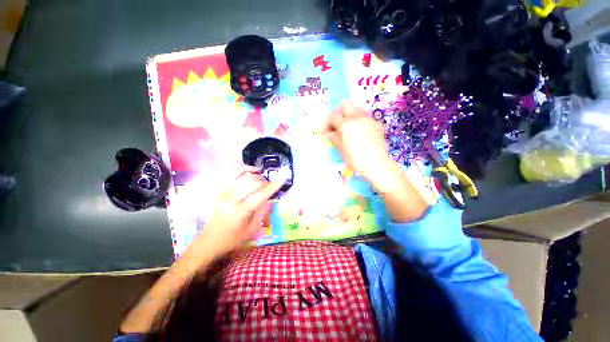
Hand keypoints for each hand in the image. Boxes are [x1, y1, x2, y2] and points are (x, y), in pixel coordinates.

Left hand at [193, 169, 282, 256]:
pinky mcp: (221, 190)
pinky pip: (233, 174)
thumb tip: (270, 198)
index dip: (272, 187)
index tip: (282, 180)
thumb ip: (262, 212)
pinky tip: (252, 170)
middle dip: (265, 182)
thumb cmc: (232, 238)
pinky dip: (244, 169)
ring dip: (257, 176)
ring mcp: (225, 192)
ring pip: (244, 176)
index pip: (260, 195)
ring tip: (263, 179)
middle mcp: (232, 199)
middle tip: (270, 186)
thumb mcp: (252, 230)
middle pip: (253, 183)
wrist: (209, 240)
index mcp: (241, 211)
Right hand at [322, 102, 394, 182]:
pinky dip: (359, 122)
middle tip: (335, 124)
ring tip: (347, 128)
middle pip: (346, 105)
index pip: (333, 117)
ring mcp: (369, 120)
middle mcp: (358, 118)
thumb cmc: (356, 159)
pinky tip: (359, 133)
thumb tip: (328, 134)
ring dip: (349, 116)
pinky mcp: (377, 125)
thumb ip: (334, 138)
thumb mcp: (341, 149)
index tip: (325, 132)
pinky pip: (366, 118)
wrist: (377, 164)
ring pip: (357, 109)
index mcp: (346, 124)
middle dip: (338, 113)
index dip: (327, 123)